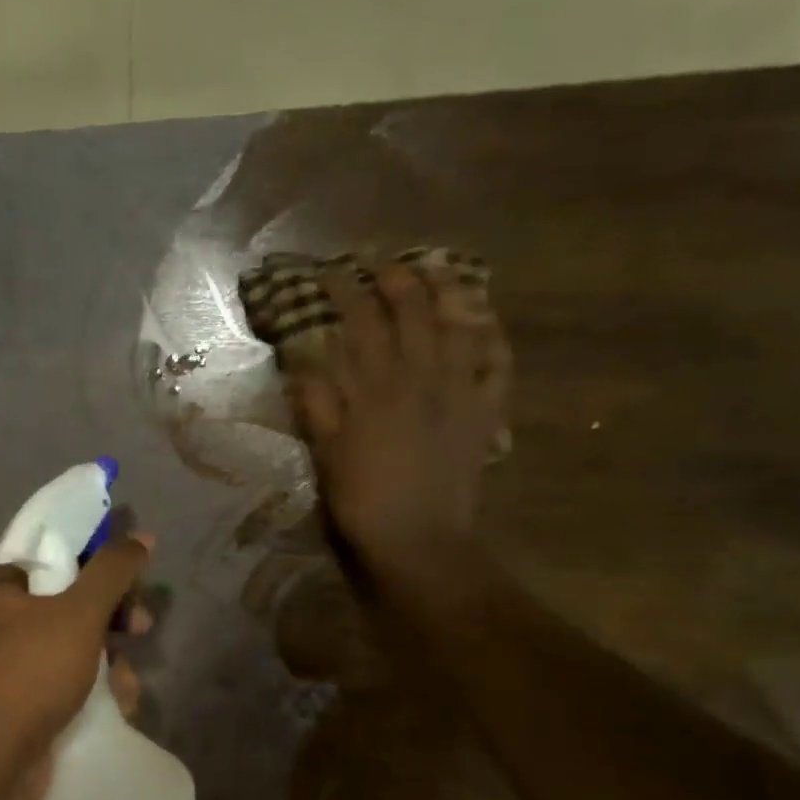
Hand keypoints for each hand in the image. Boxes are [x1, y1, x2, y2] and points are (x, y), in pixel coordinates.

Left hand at [0, 533, 152, 799]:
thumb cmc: (31, 673)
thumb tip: (142, 535)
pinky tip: (118, 705)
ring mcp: (14, 662)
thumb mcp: (79, 612)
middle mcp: (2, 618)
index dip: (101, 562)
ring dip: (112, 658)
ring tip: (125, 682)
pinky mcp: (27, 698)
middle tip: (140, 626)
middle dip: (114, 616)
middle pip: (74, 599)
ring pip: (80, 642)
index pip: (59, 554)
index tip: (134, 579)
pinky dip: (97, 686)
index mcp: (1, 586)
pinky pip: (72, 677)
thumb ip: (113, 570)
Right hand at [291, 261, 510, 593]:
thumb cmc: (364, 501)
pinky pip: (496, 364)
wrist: (419, 541)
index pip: (359, 321)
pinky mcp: (485, 413)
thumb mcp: (326, 454)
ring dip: (446, 289)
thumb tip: (302, 360)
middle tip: (377, 257)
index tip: (328, 270)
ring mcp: (459, 391)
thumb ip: (317, 404)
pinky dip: (493, 336)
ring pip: (458, 324)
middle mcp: (420, 377)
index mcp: (376, 387)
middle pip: (411, 310)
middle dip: (393, 275)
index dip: (343, 289)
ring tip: (435, 265)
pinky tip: (486, 318)